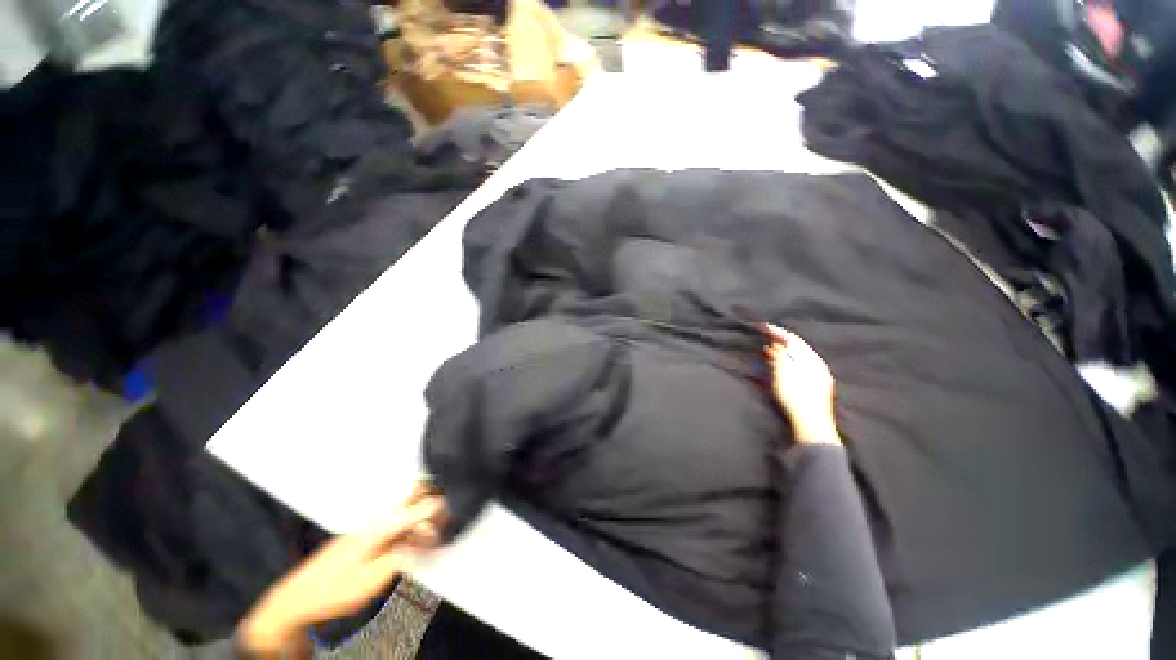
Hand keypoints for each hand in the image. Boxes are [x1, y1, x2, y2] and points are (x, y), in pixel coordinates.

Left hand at [239, 484, 446, 655]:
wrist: (298, 599)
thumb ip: (403, 556)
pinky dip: (410, 528)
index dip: (436, 508)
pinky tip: (417, 540)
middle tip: (449, 503)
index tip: (455, 504)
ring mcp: (368, 529)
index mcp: (378, 529)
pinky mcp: (365, 539)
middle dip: (430, 496)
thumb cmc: (335, 590)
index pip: (415, 510)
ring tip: (438, 526)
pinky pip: (395, 525)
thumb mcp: (371, 580)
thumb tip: (428, 540)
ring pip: (403, 512)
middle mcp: (375, 522)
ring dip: (422, 515)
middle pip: (408, 498)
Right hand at [763, 324, 840, 445]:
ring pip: (800, 357)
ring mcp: (819, 376)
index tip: (764, 327)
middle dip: (782, 341)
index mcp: (811, 360)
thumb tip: (777, 345)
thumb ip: (780, 357)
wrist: (812, 425)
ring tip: (769, 350)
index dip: (778, 332)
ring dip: (785, 352)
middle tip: (766, 337)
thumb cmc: (796, 398)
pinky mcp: (817, 386)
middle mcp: (818, 365)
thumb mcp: (783, 374)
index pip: (793, 340)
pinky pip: (801, 366)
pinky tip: (780, 366)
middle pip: (798, 347)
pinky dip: (789, 362)